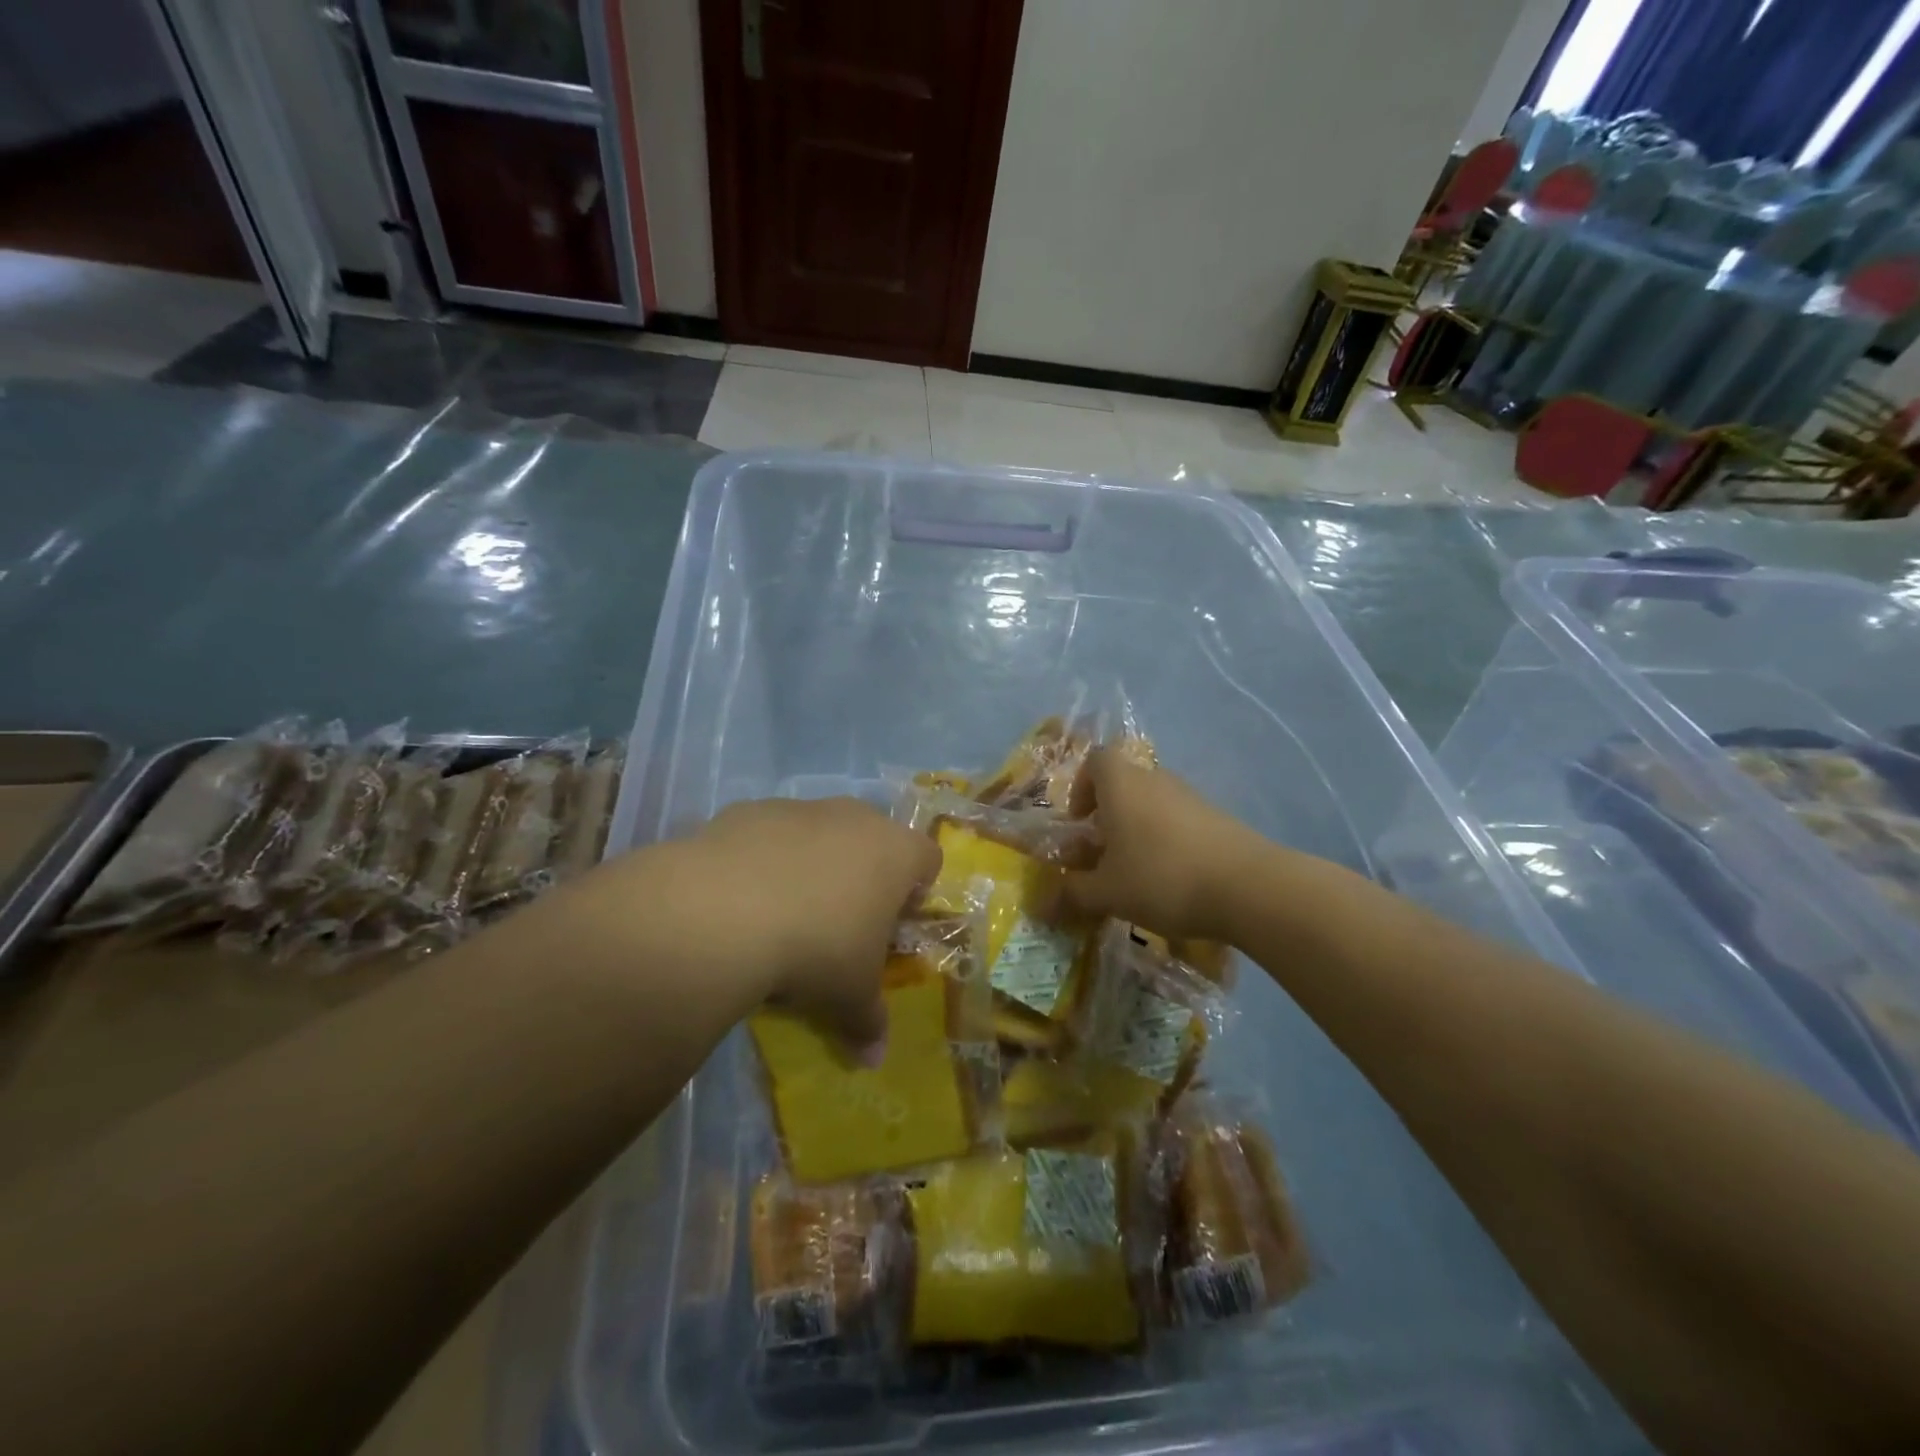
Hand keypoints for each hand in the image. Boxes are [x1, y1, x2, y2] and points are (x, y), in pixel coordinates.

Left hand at [675, 797, 940, 1058]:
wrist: (724, 911)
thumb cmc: (816, 948)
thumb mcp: (849, 995)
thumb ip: (869, 1022)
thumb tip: (874, 1060)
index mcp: (896, 852)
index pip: (928, 859)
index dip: (916, 891)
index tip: (893, 923)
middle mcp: (856, 817)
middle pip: (874, 838)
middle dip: (864, 873)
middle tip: (841, 920)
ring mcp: (802, 808)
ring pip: (821, 831)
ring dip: (814, 862)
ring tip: (786, 910)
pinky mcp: (752, 809)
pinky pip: (771, 833)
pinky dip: (766, 858)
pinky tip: (743, 897)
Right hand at [1055, 748, 1260, 940]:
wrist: (1248, 887)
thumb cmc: (1161, 877)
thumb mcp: (1107, 893)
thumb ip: (1072, 894)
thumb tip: (1043, 904)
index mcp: (1122, 784)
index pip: (1096, 760)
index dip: (1081, 787)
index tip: (1079, 823)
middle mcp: (1156, 780)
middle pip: (1124, 784)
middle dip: (1107, 817)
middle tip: (1101, 856)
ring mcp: (1191, 797)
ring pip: (1152, 804)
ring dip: (1137, 832)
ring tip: (1135, 875)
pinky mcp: (1218, 819)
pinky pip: (1179, 822)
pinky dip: (1167, 843)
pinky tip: (1172, 881)